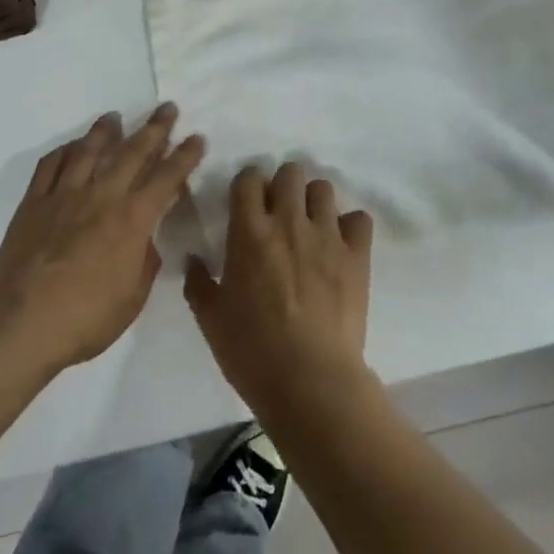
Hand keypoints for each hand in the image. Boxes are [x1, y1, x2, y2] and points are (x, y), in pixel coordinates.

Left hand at [0, 105, 204, 376]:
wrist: (22, 325)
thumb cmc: (85, 319)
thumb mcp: (132, 298)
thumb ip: (143, 263)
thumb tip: (144, 241)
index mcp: (132, 220)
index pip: (166, 178)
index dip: (185, 156)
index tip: (197, 137)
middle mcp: (101, 197)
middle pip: (132, 153)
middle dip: (154, 129)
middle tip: (167, 108)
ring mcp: (64, 196)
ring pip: (88, 151)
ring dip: (105, 131)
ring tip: (115, 116)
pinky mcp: (33, 204)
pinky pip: (50, 166)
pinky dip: (63, 151)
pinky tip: (71, 146)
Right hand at [185, 162, 377, 431]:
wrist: (310, 381)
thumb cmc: (251, 351)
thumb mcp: (211, 320)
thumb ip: (198, 283)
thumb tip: (194, 260)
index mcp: (249, 231)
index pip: (249, 179)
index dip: (248, 185)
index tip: (247, 203)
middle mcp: (288, 221)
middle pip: (290, 172)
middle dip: (283, 185)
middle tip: (279, 212)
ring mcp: (326, 236)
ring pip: (323, 188)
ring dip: (314, 201)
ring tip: (310, 226)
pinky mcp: (357, 255)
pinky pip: (359, 219)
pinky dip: (350, 226)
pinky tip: (341, 246)